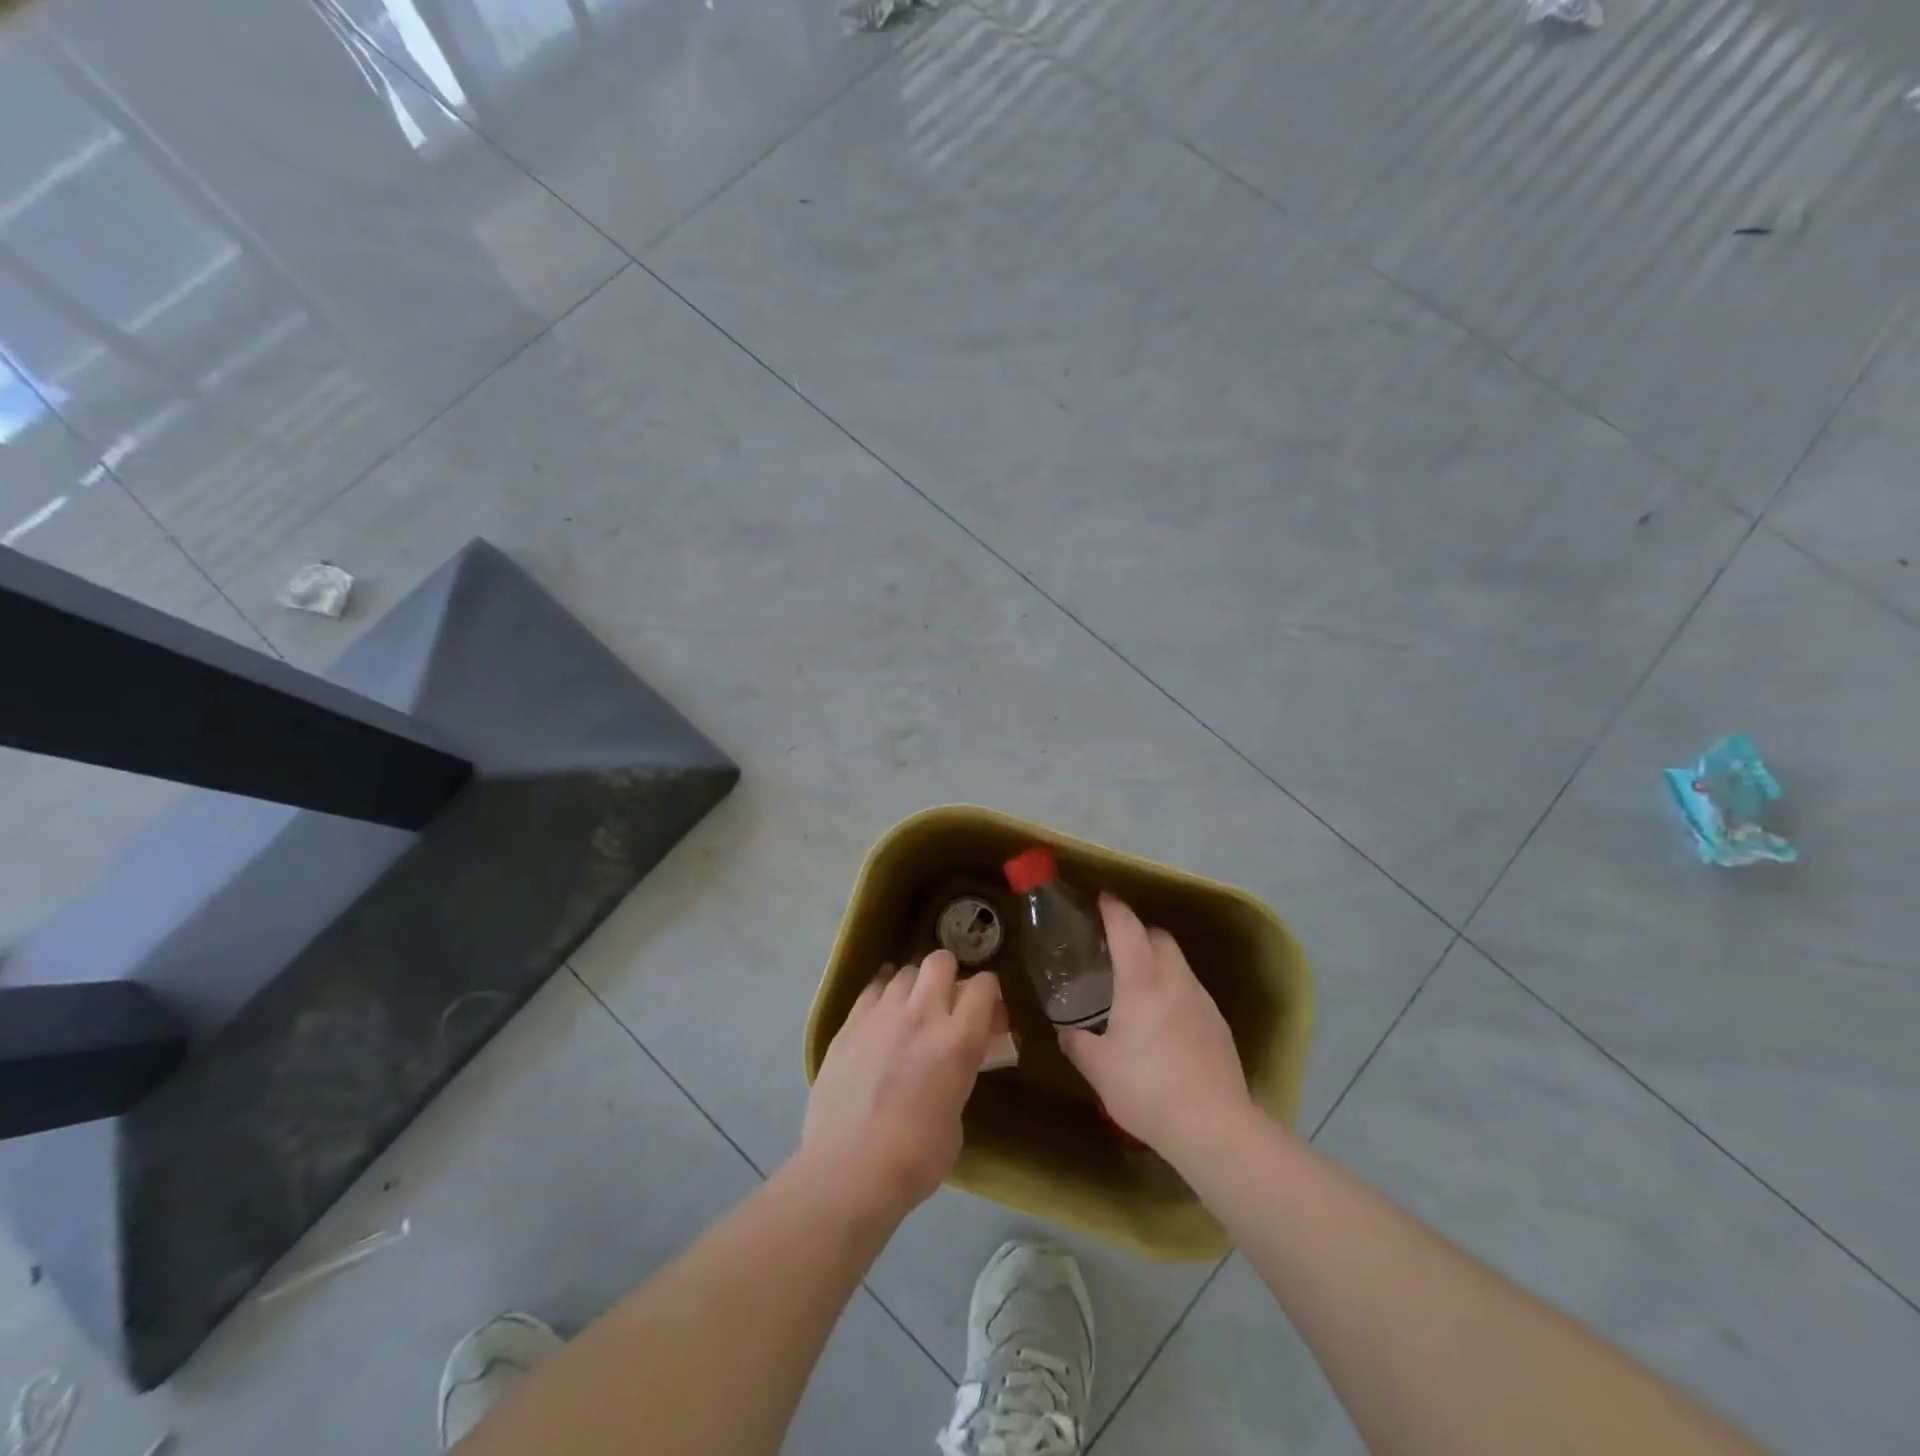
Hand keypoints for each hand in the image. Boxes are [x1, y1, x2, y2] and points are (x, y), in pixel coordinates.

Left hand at [801, 950, 1000, 1222]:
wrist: (848, 1171)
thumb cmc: (914, 1160)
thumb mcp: (956, 1120)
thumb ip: (956, 1080)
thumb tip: (947, 1072)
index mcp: (958, 1040)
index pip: (983, 986)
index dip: (988, 993)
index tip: (986, 1011)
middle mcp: (922, 1015)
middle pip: (940, 961)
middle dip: (949, 973)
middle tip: (946, 999)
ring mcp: (880, 1015)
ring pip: (903, 972)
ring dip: (913, 986)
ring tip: (910, 1009)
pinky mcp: (848, 1025)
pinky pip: (870, 991)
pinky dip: (881, 995)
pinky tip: (881, 1013)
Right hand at [1059, 894, 1252, 1154]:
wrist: (1213, 1126)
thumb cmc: (1146, 1087)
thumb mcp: (1098, 1068)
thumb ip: (1077, 1043)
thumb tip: (1066, 1032)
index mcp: (1141, 979)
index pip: (1127, 926)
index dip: (1112, 908)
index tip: (1100, 899)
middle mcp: (1175, 979)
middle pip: (1158, 936)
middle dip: (1137, 931)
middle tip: (1114, 946)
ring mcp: (1202, 1000)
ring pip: (1178, 964)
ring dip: (1157, 962)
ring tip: (1137, 987)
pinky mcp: (1219, 1025)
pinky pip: (1191, 992)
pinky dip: (1174, 991)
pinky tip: (1163, 1022)